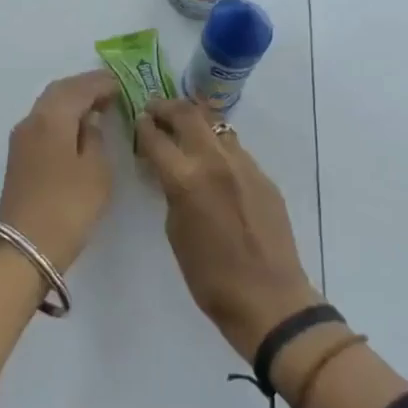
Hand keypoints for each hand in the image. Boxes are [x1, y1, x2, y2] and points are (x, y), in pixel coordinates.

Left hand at [0, 70, 119, 271]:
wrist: (26, 247)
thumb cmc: (69, 206)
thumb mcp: (96, 171)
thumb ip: (94, 138)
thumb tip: (88, 121)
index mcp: (52, 118)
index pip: (78, 88)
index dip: (100, 83)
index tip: (120, 84)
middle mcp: (32, 120)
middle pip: (58, 91)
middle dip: (84, 87)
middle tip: (110, 90)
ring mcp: (21, 138)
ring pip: (48, 106)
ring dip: (71, 101)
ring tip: (97, 106)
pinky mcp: (19, 156)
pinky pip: (43, 122)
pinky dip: (62, 116)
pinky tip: (77, 127)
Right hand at [136, 100, 318, 360]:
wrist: (269, 299)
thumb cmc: (209, 276)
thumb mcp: (175, 231)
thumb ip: (171, 192)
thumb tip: (171, 173)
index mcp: (186, 178)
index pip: (156, 137)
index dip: (143, 126)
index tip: (138, 121)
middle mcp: (215, 161)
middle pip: (188, 114)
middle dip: (167, 108)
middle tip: (155, 110)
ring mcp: (244, 166)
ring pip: (216, 128)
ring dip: (196, 124)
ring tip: (184, 133)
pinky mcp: (264, 177)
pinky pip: (236, 150)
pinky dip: (218, 148)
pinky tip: (214, 165)